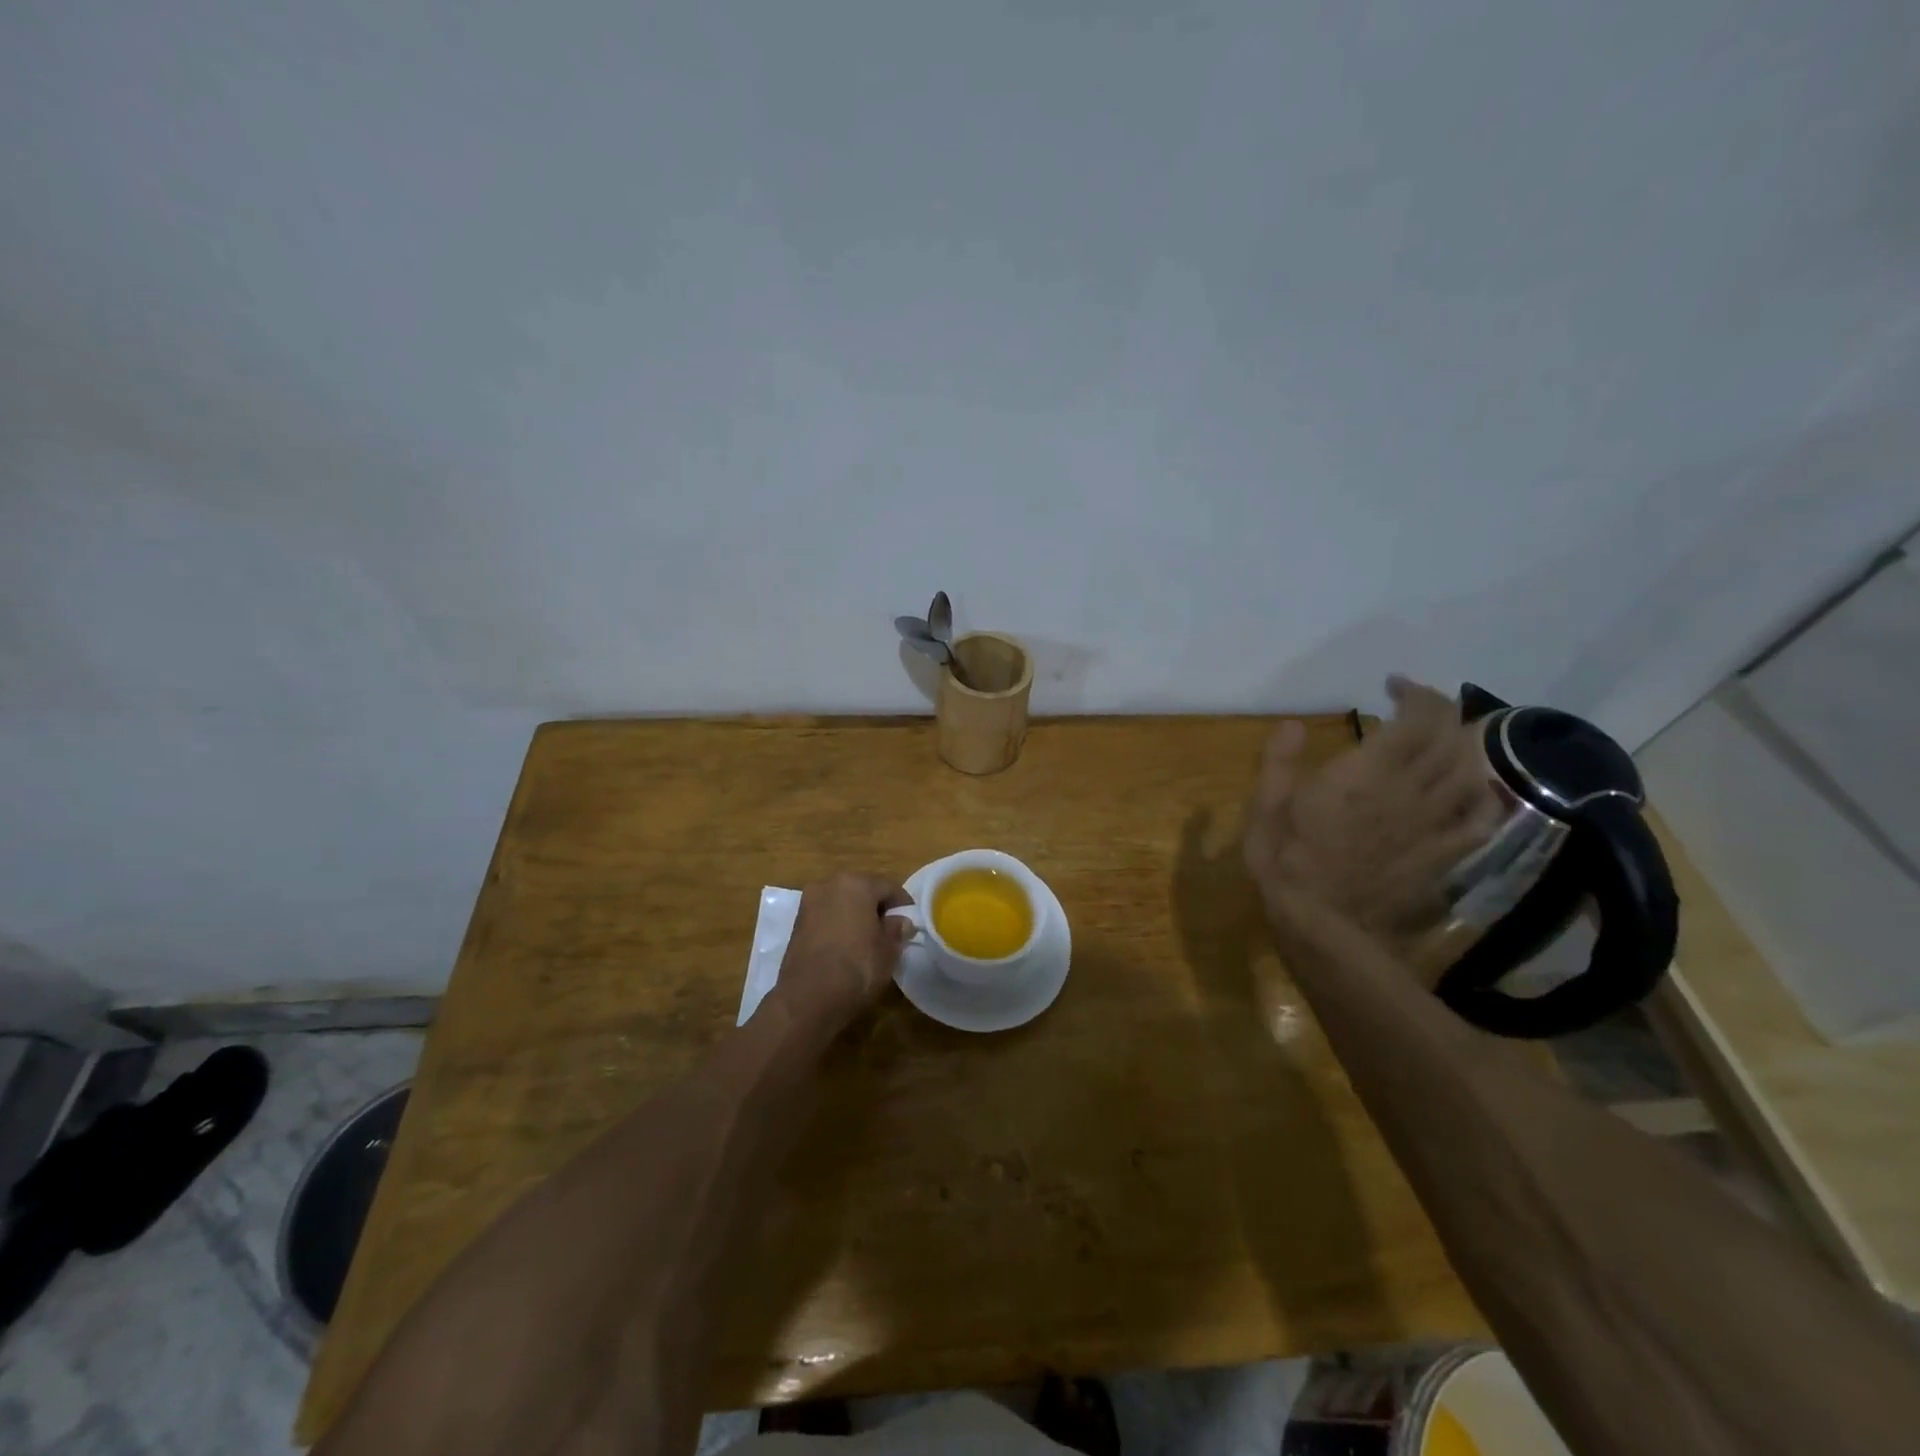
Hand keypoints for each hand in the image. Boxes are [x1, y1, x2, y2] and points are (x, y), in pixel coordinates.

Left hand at [774, 873, 913, 1030]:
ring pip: (841, 904)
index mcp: (855, 884)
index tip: (911, 921)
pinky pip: (826, 918)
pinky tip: (847, 947)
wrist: (808, 998)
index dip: (903, 904)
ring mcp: (809, 904)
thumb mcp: (888, 950)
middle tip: (891, 930)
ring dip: (855, 916)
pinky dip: (838, 926)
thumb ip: (896, 930)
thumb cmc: (857, 967)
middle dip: (876, 907)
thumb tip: (900, 922)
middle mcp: (829, 885)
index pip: (887, 886)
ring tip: (869, 940)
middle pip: (861, 891)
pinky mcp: (796, 924)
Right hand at [1243, 677, 1502, 960]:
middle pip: (1451, 737)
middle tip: (1417, 708)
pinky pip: (1481, 816)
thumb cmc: (1287, 860)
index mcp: (1368, 772)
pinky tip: (1470, 788)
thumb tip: (1292, 724)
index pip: (1417, 717)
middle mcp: (1411, 790)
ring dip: (1463, 745)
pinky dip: (1482, 793)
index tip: (1393, 687)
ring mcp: (1434, 823)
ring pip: (1471, 771)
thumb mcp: (1266, 805)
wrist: (1322, 924)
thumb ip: (1280, 761)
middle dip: (1441, 712)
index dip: (1415, 693)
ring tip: (1443, 740)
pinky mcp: (1446, 854)